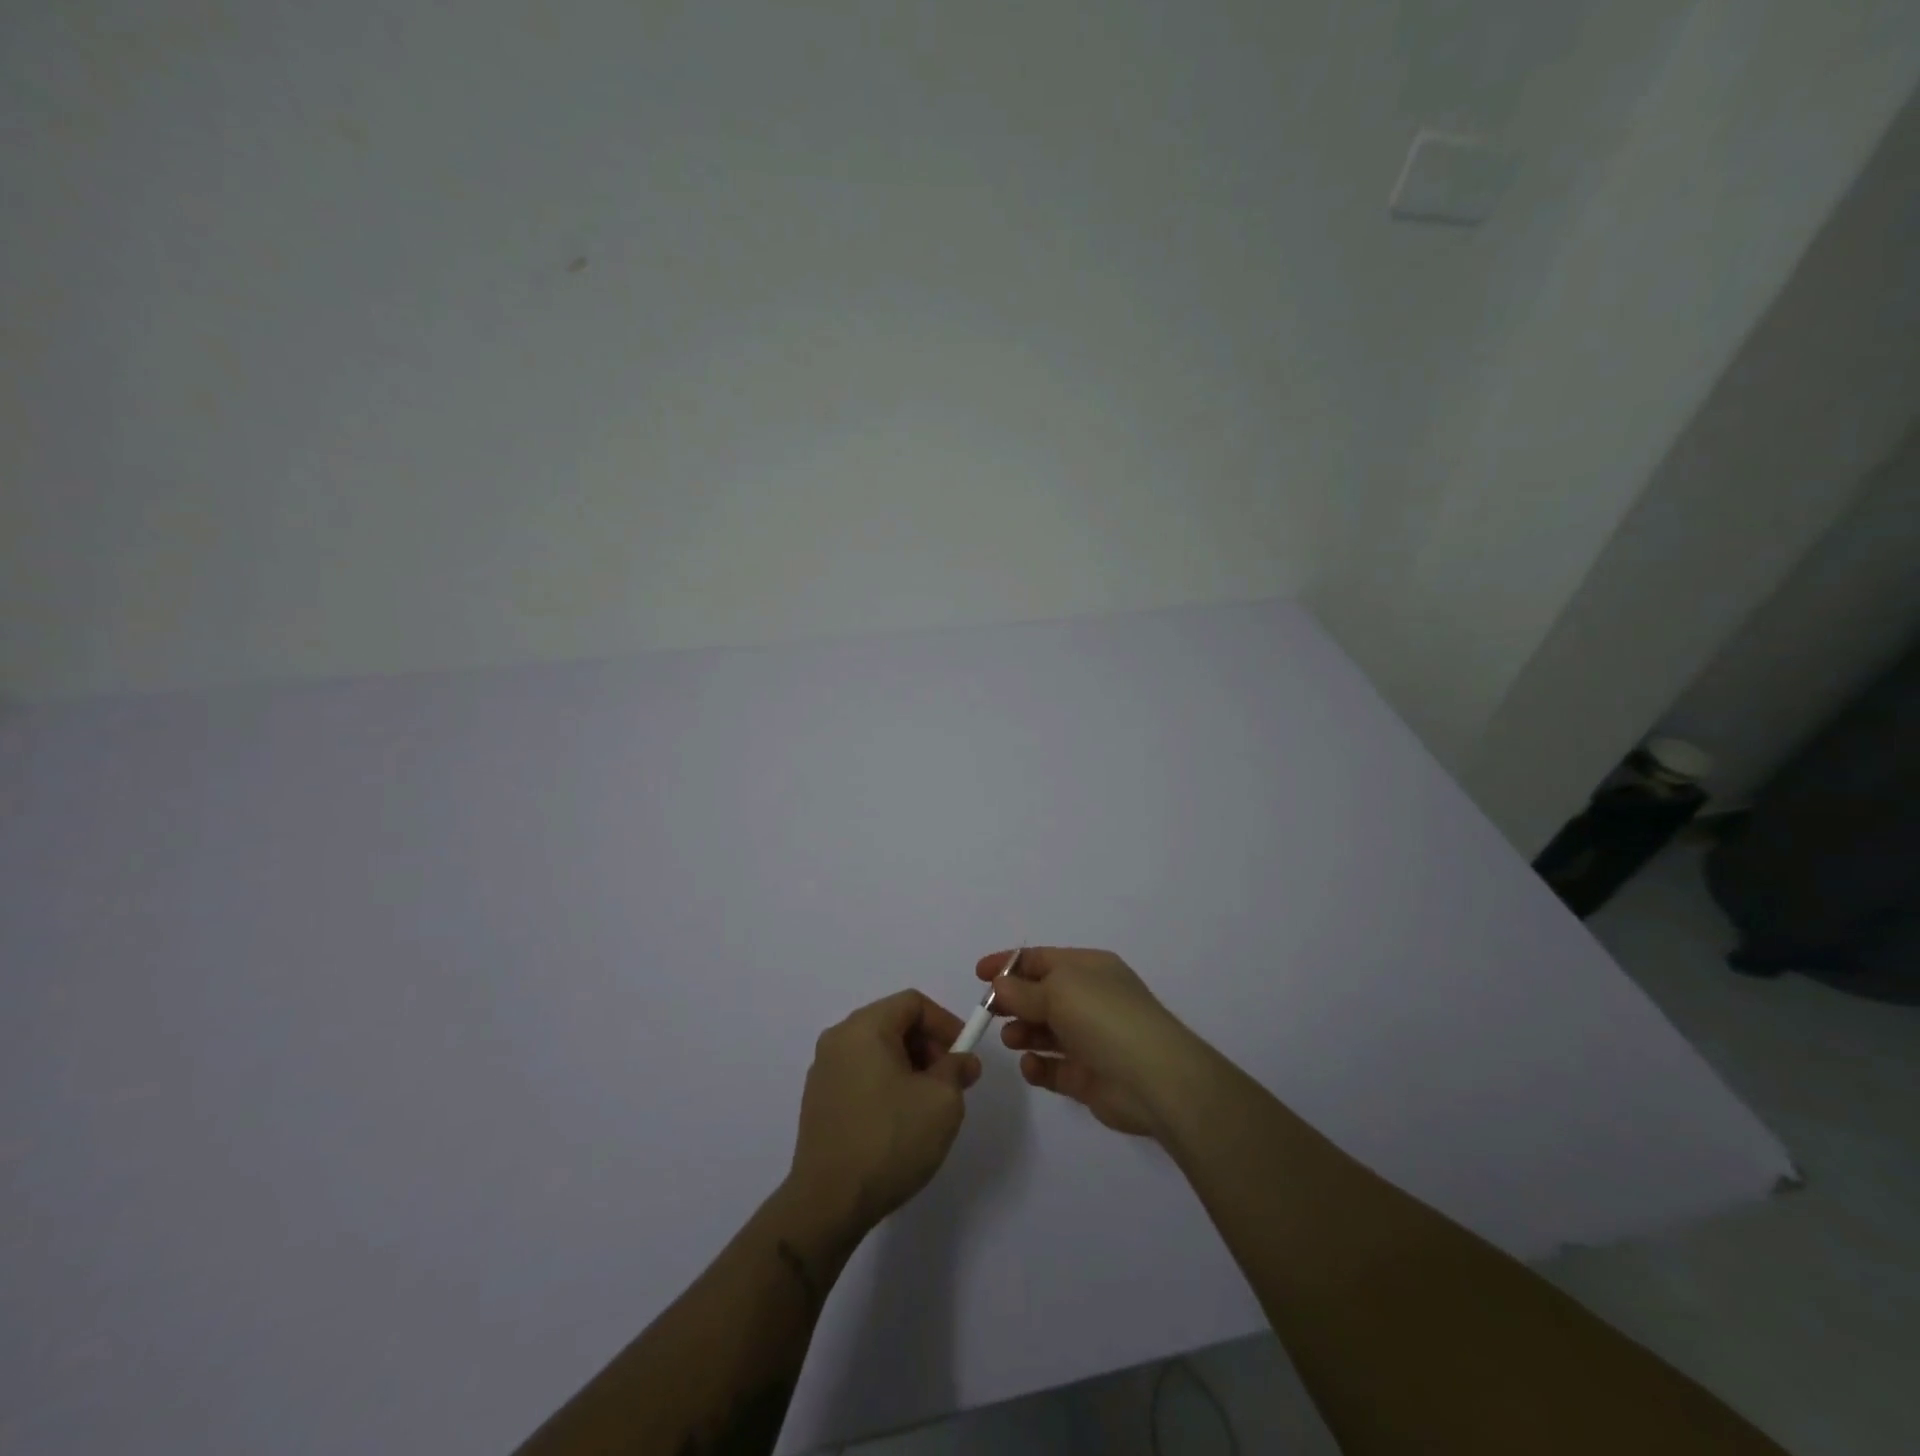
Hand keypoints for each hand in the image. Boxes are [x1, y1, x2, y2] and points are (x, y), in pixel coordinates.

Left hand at [787, 989, 981, 1237]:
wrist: (828, 1203)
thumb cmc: (890, 1140)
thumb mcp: (941, 1101)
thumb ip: (957, 1069)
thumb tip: (962, 1060)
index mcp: (864, 1028)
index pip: (912, 1003)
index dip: (945, 1022)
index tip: (964, 1054)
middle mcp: (838, 1039)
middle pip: (893, 1023)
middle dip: (928, 1045)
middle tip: (951, 1080)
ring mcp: (823, 1070)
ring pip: (877, 1050)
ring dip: (909, 1066)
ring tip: (928, 1104)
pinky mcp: (818, 1100)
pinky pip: (860, 1074)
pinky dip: (886, 1083)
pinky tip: (899, 1120)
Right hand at [975, 946, 1198, 1137]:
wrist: (1154, 1078)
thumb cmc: (1104, 1018)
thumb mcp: (1058, 991)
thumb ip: (1023, 990)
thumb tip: (1000, 985)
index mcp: (1088, 968)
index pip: (1041, 959)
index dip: (1009, 964)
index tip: (978, 975)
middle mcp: (1090, 999)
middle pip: (1041, 995)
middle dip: (1014, 1001)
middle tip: (990, 1014)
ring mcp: (1090, 1039)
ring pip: (1046, 1031)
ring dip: (1023, 1032)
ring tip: (1013, 1039)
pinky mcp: (1088, 1076)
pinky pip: (1054, 1068)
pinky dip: (1038, 1066)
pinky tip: (1031, 1066)